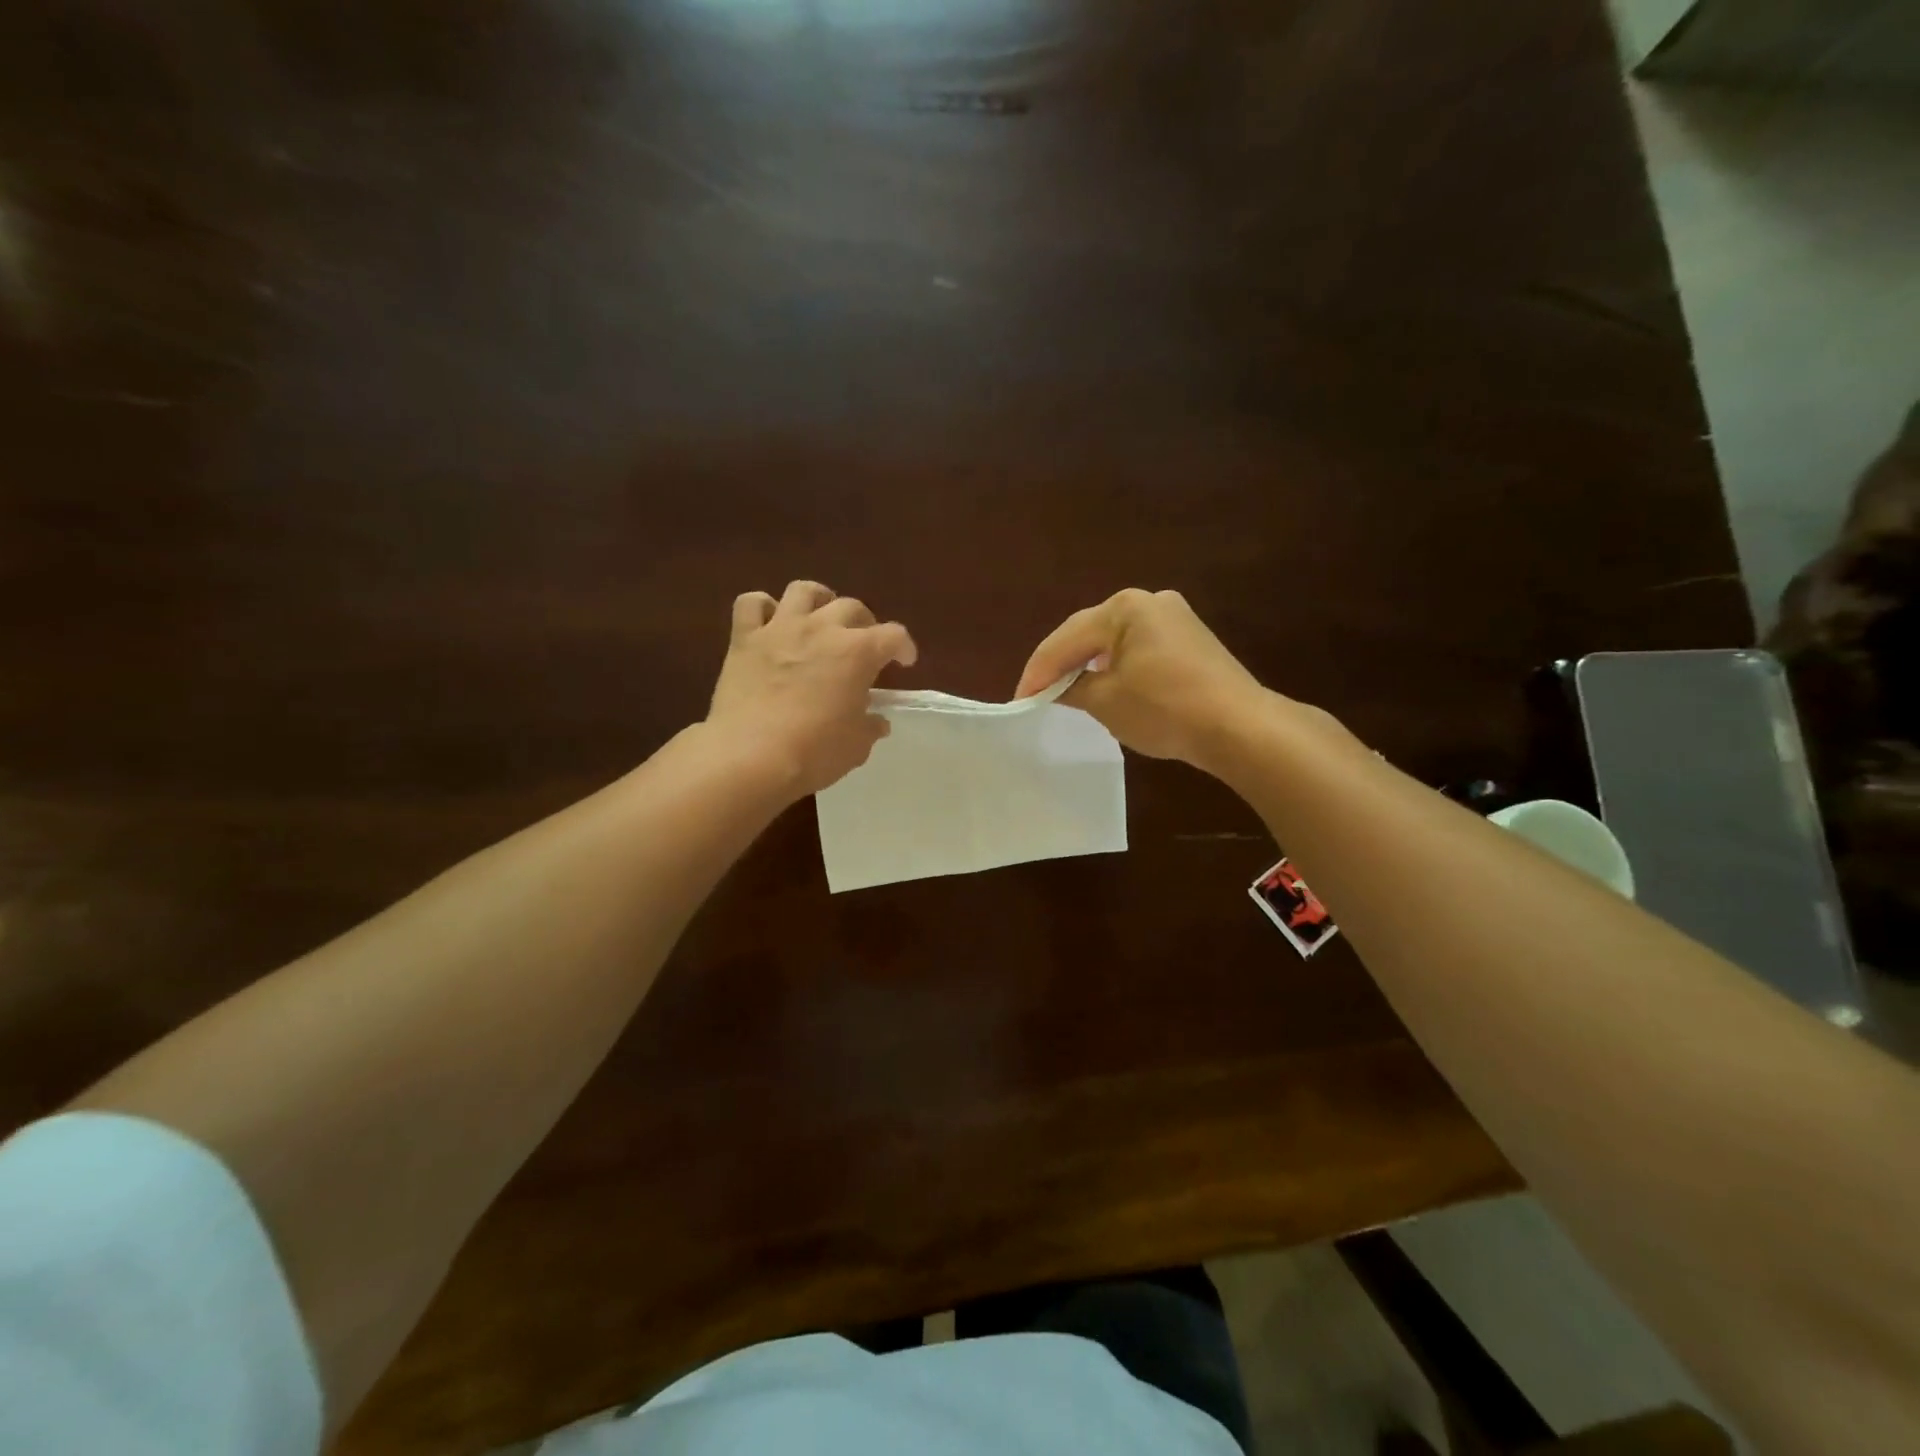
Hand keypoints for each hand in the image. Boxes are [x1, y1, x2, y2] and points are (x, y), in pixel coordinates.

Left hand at [707, 581, 917, 795]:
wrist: (750, 757)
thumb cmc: (814, 752)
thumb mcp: (856, 746)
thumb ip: (869, 727)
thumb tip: (876, 721)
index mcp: (858, 652)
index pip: (894, 635)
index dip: (903, 647)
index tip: (903, 661)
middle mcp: (822, 629)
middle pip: (852, 606)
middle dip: (864, 623)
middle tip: (862, 644)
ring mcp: (780, 628)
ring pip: (803, 590)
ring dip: (818, 600)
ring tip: (820, 619)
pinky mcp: (744, 638)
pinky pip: (751, 603)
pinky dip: (763, 608)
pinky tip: (769, 624)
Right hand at [1015, 588, 1266, 769]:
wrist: (1240, 727)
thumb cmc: (1165, 709)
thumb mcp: (1105, 701)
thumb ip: (1071, 688)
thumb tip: (1056, 688)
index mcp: (1124, 608)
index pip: (1065, 639)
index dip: (1038, 672)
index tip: (1019, 700)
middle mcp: (1150, 601)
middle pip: (1089, 633)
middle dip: (1062, 664)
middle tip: (1037, 694)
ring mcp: (1175, 618)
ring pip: (1114, 640)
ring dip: (1088, 665)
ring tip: (1066, 691)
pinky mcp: (1191, 640)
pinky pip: (1139, 649)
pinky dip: (1117, 667)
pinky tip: (1107, 686)